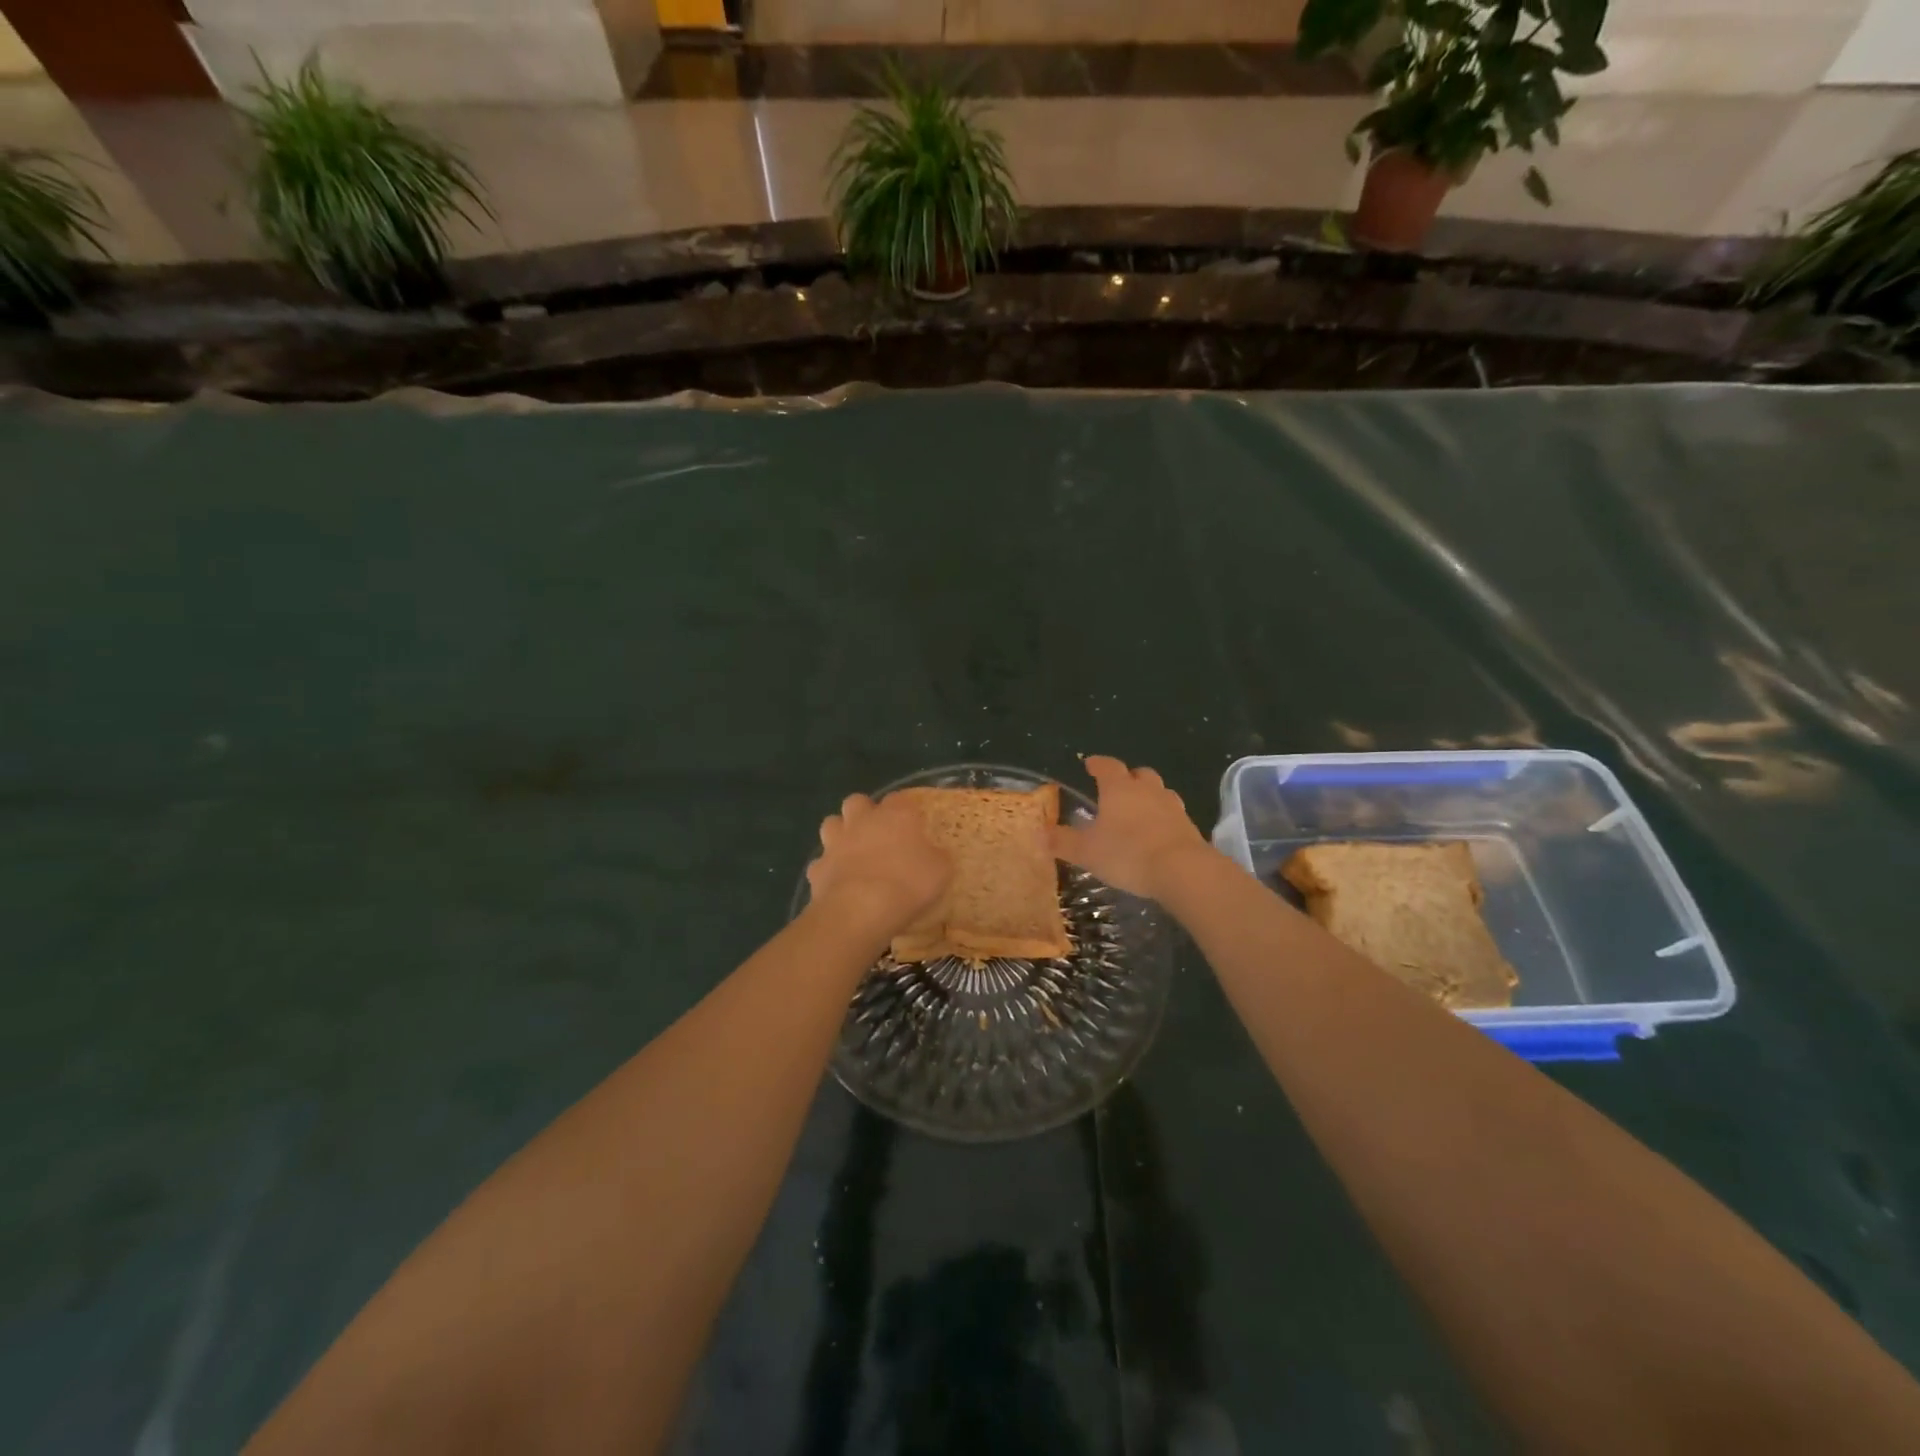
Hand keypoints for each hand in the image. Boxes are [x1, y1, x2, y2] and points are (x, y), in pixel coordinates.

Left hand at [805, 793, 950, 938]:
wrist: (860, 910)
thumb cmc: (907, 884)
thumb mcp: (940, 871)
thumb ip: (937, 857)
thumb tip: (935, 854)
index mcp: (895, 815)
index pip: (899, 799)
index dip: (905, 810)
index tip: (912, 824)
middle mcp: (862, 820)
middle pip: (857, 801)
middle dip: (864, 812)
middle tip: (877, 833)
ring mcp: (835, 842)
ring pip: (832, 824)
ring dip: (840, 833)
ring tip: (852, 852)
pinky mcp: (817, 868)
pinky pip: (820, 862)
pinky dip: (828, 869)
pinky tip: (838, 883)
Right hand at [1052, 755, 1212, 900]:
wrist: (1182, 870)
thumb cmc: (1127, 853)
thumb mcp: (1086, 851)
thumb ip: (1063, 841)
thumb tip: (1041, 833)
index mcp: (1119, 788)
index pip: (1107, 766)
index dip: (1097, 764)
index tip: (1090, 764)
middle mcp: (1147, 790)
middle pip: (1139, 774)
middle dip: (1128, 778)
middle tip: (1117, 788)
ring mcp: (1172, 807)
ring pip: (1159, 792)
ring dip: (1149, 797)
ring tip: (1138, 812)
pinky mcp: (1189, 826)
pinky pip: (1173, 815)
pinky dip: (1163, 819)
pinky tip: (1157, 834)